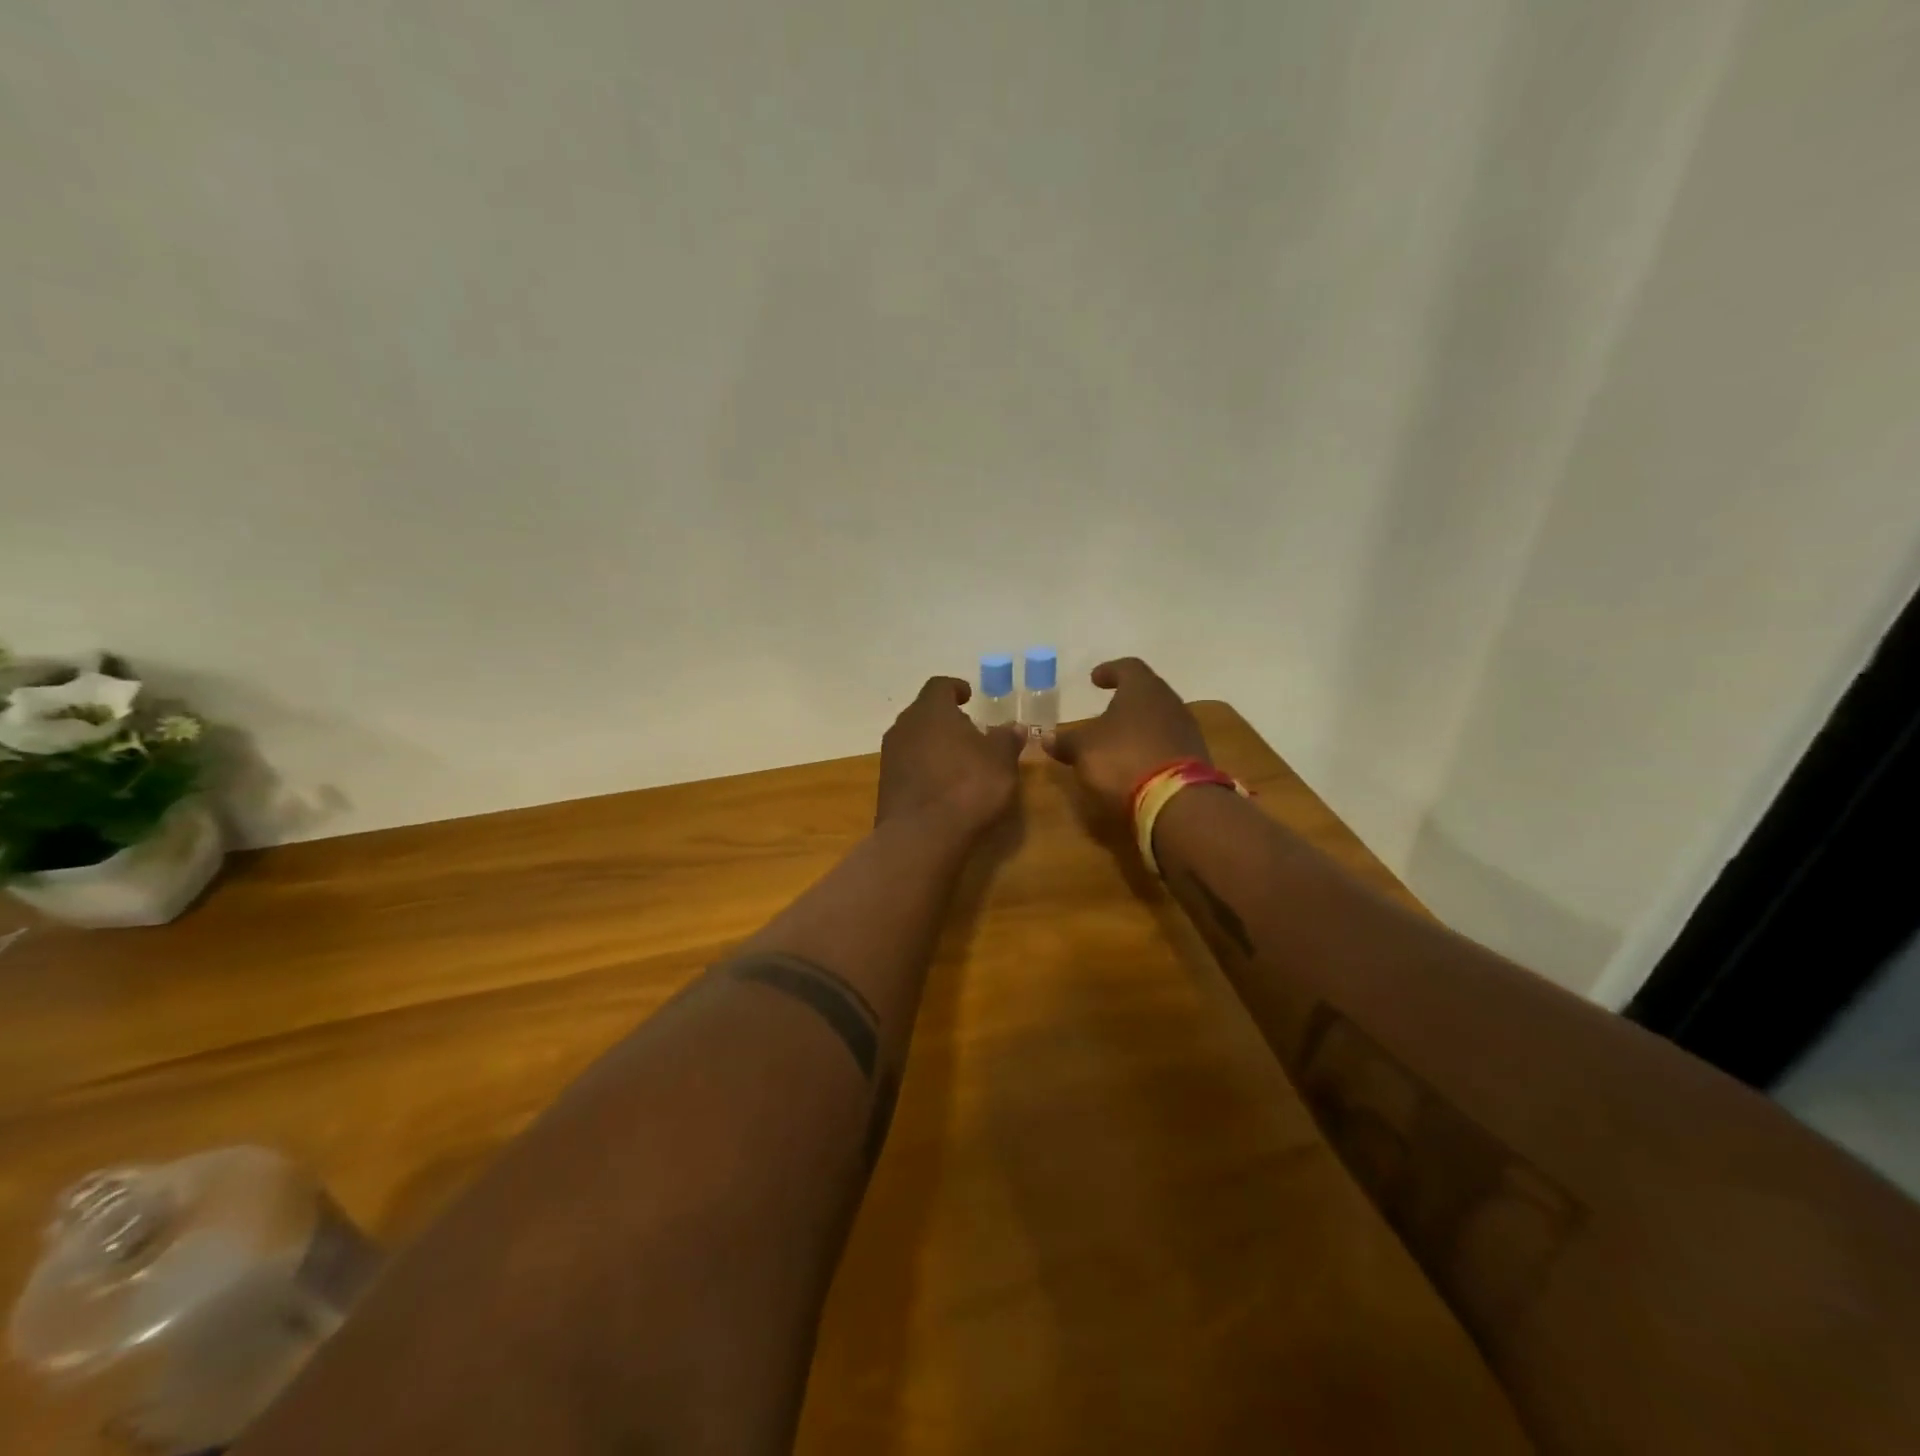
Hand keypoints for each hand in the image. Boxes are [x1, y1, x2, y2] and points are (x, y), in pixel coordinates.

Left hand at [876, 676, 1025, 835]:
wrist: (922, 836)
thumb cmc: (967, 786)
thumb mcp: (1000, 761)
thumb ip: (1006, 739)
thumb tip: (1013, 726)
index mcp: (930, 710)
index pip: (940, 686)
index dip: (955, 688)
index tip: (969, 696)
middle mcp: (904, 726)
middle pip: (924, 713)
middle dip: (946, 719)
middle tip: (969, 731)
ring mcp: (890, 756)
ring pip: (914, 739)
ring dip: (934, 745)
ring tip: (959, 760)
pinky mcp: (885, 785)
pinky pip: (907, 766)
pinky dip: (924, 768)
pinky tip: (942, 785)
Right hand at [1044, 657, 1209, 818]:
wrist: (1176, 802)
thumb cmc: (1123, 760)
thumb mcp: (1084, 750)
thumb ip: (1066, 741)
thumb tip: (1047, 737)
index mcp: (1143, 689)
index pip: (1128, 667)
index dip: (1109, 671)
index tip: (1094, 679)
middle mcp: (1169, 702)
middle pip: (1147, 692)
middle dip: (1126, 700)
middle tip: (1106, 708)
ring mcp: (1186, 730)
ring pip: (1159, 718)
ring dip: (1139, 725)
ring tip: (1118, 738)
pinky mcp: (1195, 758)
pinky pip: (1168, 743)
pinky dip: (1150, 747)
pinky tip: (1136, 761)